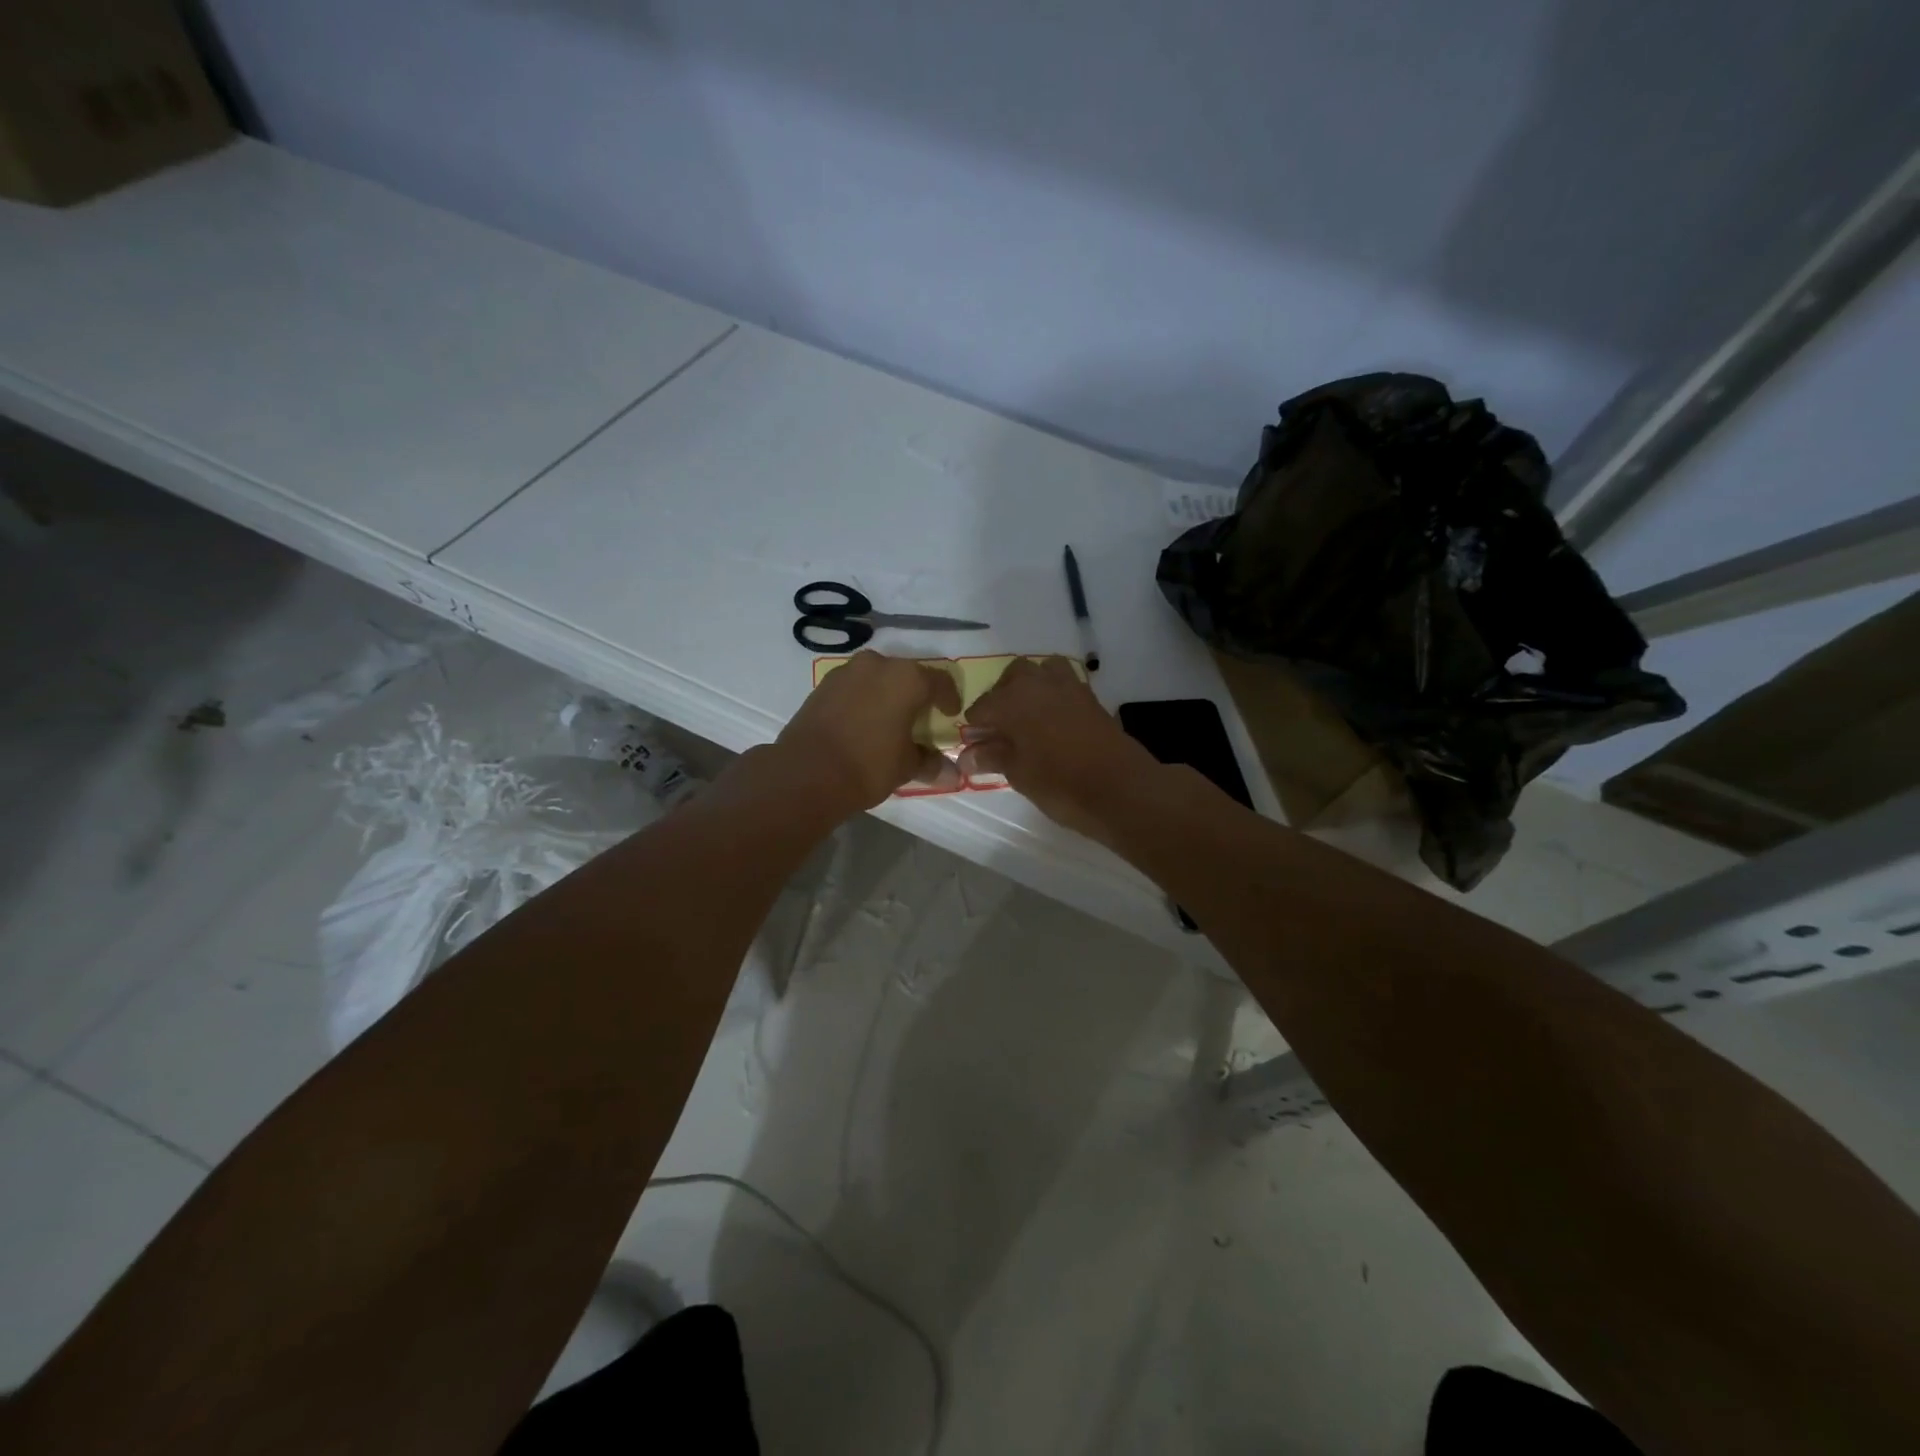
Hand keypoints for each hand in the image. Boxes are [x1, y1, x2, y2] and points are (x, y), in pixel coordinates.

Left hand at [777, 651, 963, 810]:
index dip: (949, 699)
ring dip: (887, 694)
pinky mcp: (823, 685)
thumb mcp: (906, 767)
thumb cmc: (868, 765)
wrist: (806, 773)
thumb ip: (930, 763)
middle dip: (916, 694)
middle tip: (920, 718)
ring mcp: (846, 672)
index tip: (950, 715)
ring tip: (889, 721)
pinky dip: (863, 699)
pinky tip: (862, 723)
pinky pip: (854, 687)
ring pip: (877, 678)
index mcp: (907, 678)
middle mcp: (878, 665)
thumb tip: (951, 773)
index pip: (940, 682)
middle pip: (907, 675)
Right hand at [960, 657, 1160, 840]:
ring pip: (1041, 671)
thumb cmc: (1060, 784)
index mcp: (1013, 700)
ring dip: (1030, 687)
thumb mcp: (1019, 774)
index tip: (977, 748)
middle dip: (1002, 698)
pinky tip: (1053, 723)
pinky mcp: (1090, 697)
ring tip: (1028, 719)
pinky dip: (1053, 695)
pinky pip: (1064, 684)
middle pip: (1011, 678)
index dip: (975, 728)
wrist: (1121, 788)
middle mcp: (1038, 683)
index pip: (982, 707)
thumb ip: (992, 757)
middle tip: (1002, 730)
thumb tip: (967, 756)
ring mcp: (1068, 686)